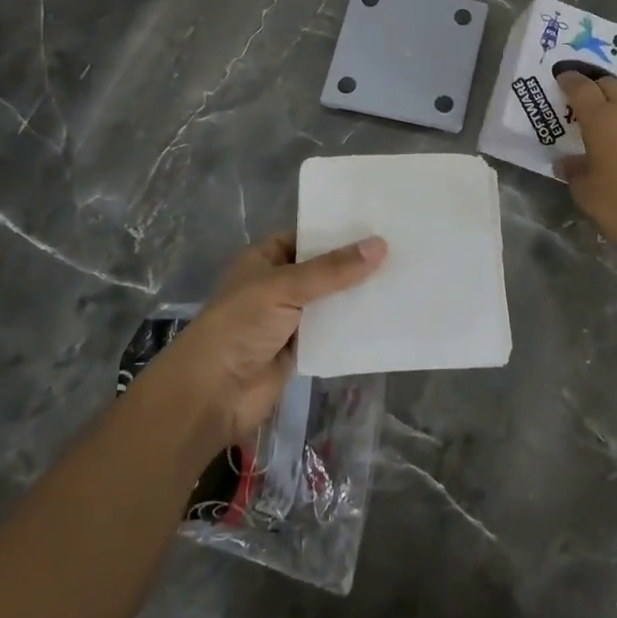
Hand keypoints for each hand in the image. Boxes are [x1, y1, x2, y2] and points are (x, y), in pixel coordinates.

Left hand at [150, 233, 386, 450]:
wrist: (212, 394)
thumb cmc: (240, 325)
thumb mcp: (285, 287)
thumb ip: (333, 269)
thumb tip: (381, 245)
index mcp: (265, 259)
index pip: (307, 236)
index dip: (339, 230)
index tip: (379, 223)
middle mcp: (278, 284)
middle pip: (324, 268)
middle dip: (355, 263)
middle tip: (402, 248)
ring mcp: (289, 318)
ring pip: (331, 301)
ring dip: (358, 295)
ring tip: (404, 278)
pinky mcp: (300, 349)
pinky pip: (333, 332)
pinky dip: (354, 327)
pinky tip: (387, 316)